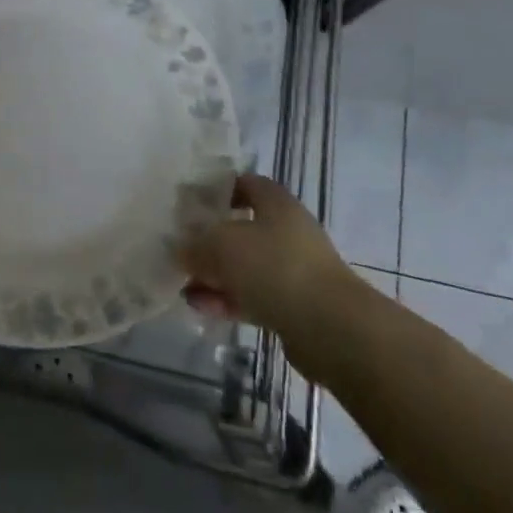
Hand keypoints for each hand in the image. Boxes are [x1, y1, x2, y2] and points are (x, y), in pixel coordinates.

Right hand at [181, 174, 356, 333]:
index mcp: (276, 203)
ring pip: (245, 266)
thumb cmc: (275, 267)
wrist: (331, 329)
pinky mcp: (294, 307)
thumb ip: (196, 245)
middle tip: (181, 249)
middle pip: (242, 228)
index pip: (245, 183)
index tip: (190, 203)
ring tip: (184, 286)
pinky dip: (228, 299)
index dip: (217, 190)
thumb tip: (181, 250)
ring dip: (215, 275)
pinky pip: (253, 296)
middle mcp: (287, 231)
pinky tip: (201, 307)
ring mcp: (293, 270)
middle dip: (210, 240)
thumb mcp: (222, 246)